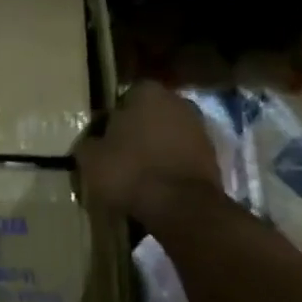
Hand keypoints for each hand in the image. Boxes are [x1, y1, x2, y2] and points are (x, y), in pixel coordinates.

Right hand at [76, 81, 224, 221]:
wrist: (182, 209)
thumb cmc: (129, 171)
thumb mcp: (90, 157)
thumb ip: (88, 142)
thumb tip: (93, 143)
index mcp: (147, 92)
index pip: (122, 98)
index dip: (109, 119)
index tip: (100, 139)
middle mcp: (178, 102)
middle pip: (148, 116)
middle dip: (135, 133)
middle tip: (116, 156)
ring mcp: (200, 130)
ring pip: (166, 137)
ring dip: (154, 151)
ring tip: (135, 176)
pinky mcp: (213, 159)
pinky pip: (181, 158)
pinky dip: (169, 168)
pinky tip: (155, 187)